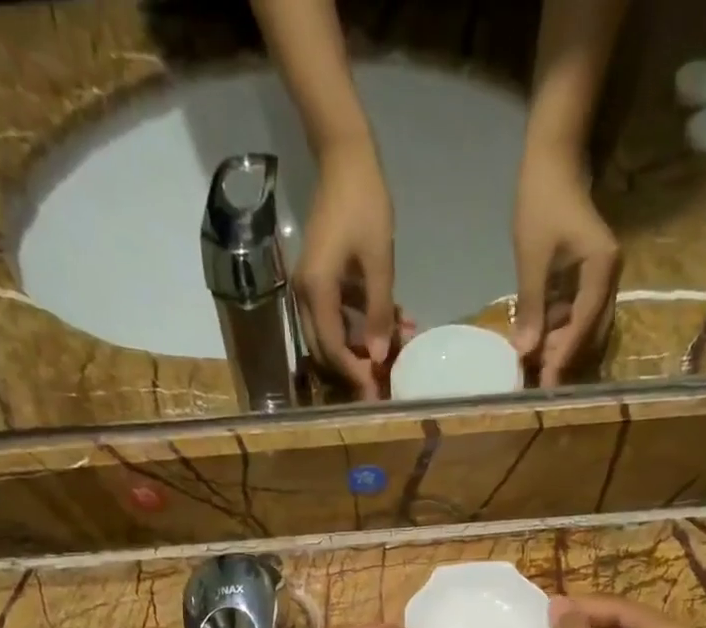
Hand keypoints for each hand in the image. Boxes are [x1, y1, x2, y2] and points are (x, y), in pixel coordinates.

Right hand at [296, 137, 398, 400]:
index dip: (354, 373)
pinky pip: (337, 314)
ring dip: (362, 345)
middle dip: (355, 368)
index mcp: (317, 291)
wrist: (345, 160)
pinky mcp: (319, 280)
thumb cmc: (364, 205)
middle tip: (385, 381)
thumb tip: (380, 356)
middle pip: (326, 349)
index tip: (377, 389)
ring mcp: (310, 288)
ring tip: (400, 344)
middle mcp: (305, 295)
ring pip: (332, 334)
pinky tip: (394, 320)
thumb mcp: (380, 262)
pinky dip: (361, 323)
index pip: (332, 348)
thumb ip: (379, 312)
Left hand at [512, 139, 619, 387]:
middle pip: (590, 330)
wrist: (552, 160)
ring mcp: (602, 278)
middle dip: (565, 356)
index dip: (564, 354)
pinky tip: (540, 342)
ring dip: (562, 346)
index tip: (547, 382)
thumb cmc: (541, 202)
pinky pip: (578, 313)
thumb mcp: (531, 257)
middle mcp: (610, 277)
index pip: (584, 322)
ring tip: (535, 366)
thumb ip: (531, 306)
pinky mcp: (589, 278)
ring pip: (585, 325)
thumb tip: (525, 352)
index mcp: (602, 268)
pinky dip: (560, 330)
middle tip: (538, 380)